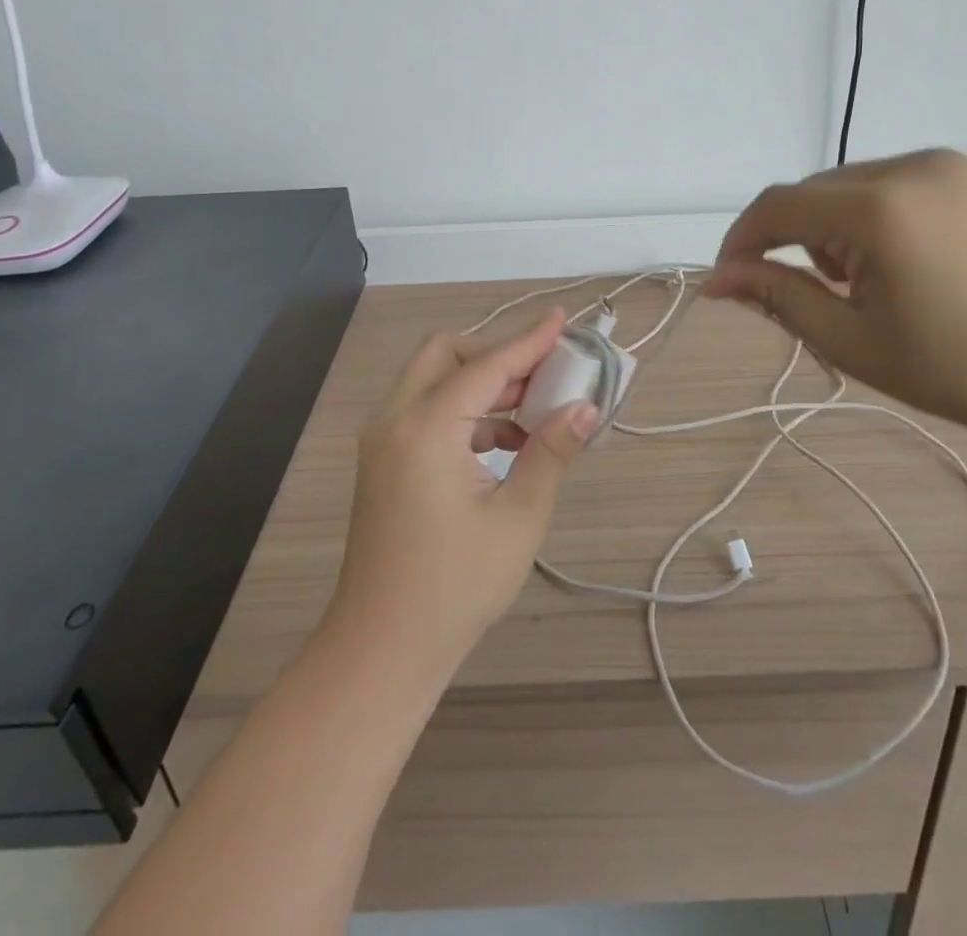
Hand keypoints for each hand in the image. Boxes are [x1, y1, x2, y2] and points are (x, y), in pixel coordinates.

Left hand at [327, 308, 599, 679]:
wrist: (381, 649)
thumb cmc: (455, 586)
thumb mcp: (517, 519)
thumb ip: (551, 453)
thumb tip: (586, 407)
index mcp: (426, 428)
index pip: (486, 365)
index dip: (528, 340)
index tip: (562, 317)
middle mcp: (395, 419)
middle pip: (445, 354)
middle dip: (496, 353)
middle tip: (544, 370)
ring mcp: (382, 440)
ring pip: (432, 380)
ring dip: (481, 381)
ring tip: (534, 405)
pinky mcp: (383, 461)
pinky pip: (425, 410)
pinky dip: (464, 409)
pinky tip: (505, 441)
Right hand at [705, 149, 966, 447]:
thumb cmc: (958, 370)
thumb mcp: (851, 340)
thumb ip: (776, 296)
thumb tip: (716, 280)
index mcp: (878, 209)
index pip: (777, 206)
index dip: (741, 240)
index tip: (731, 279)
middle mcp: (914, 167)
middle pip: (816, 190)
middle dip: (796, 237)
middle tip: (819, 295)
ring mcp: (958, 166)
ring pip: (859, 183)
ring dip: (840, 225)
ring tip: (874, 282)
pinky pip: (907, 183)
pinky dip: (886, 215)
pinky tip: (919, 263)